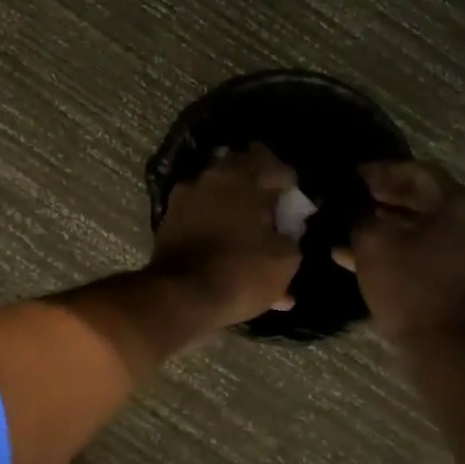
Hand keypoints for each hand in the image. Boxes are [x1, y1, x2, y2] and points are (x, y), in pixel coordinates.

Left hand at [149, 145, 302, 327]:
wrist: (181, 298)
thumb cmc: (241, 271)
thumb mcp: (286, 258)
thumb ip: (292, 236)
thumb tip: (288, 233)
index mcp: (241, 176)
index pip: (274, 165)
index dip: (289, 184)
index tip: (296, 205)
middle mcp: (209, 179)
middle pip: (243, 177)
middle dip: (260, 193)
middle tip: (275, 215)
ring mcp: (184, 200)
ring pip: (220, 200)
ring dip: (237, 214)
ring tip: (252, 240)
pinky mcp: (168, 223)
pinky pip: (202, 221)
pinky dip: (217, 232)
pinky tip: (230, 256)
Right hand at [334, 160, 464, 350]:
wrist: (445, 353)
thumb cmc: (409, 289)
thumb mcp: (373, 244)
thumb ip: (361, 216)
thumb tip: (355, 207)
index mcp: (464, 206)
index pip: (420, 173)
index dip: (383, 171)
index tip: (354, 175)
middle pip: (428, 200)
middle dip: (388, 198)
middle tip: (355, 198)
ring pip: (430, 228)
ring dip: (393, 225)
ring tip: (355, 226)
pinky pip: (436, 252)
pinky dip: (406, 250)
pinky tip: (366, 257)